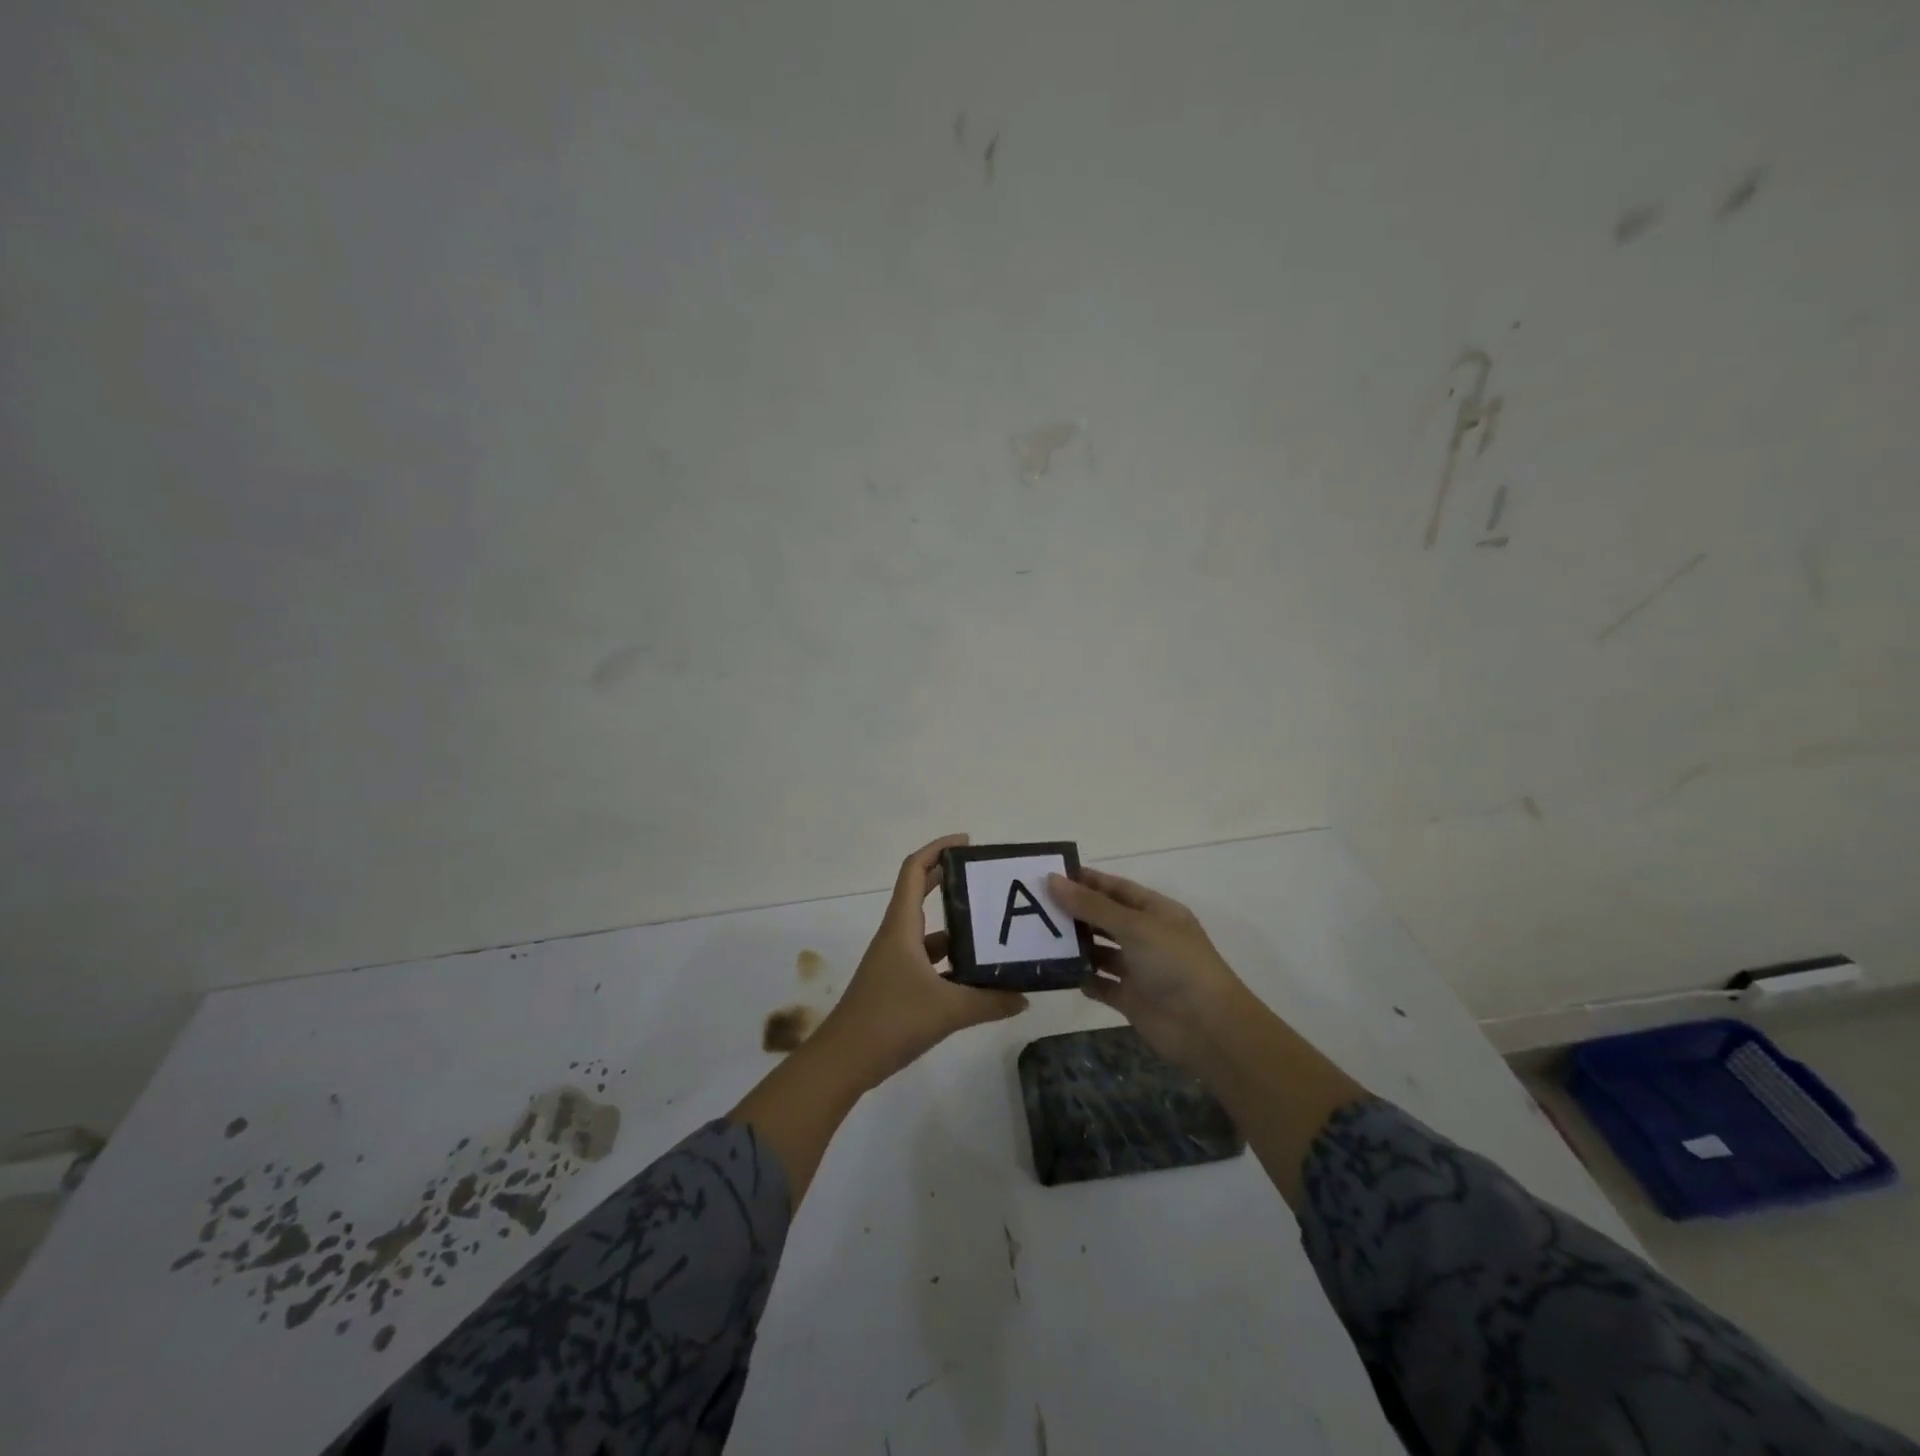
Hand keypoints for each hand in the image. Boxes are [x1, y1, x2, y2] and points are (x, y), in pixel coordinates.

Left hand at [815, 834, 1028, 1088]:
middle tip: (987, 879)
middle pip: (921, 894)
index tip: (967, 842)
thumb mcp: (947, 1009)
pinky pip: (928, 962)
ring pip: (928, 933)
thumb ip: (989, 1002)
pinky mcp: (896, 986)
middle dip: (950, 881)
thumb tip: (1024, 997)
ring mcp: (895, 962)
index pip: (915, 871)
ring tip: (994, 930)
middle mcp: (896, 937)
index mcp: (902, 927)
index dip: (937, 850)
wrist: (843, 1061)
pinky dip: (951, 963)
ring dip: (956, 928)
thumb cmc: (891, 1020)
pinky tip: (977, 977)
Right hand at [1047, 866, 1248, 1070]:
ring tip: (1040, 938)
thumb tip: (1052, 880)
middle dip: (1075, 912)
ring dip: (1076, 945)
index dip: (1087, 881)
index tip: (1051, 876)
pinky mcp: (1131, 999)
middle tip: (1035, 906)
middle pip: (1105, 918)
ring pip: (1101, 951)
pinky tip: (1058, 972)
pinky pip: (1101, 984)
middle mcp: (1147, 936)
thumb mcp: (1134, 927)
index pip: (1116, 888)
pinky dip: (1083, 978)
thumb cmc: (1175, 964)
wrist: (1208, 1028)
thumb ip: (1092, 906)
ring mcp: (1139, 969)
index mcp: (1156, 911)